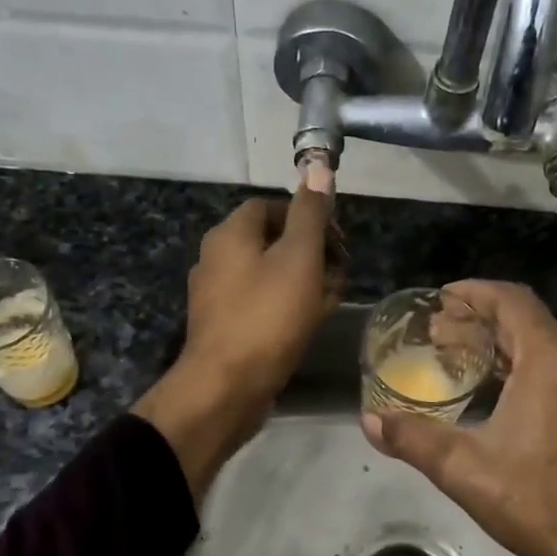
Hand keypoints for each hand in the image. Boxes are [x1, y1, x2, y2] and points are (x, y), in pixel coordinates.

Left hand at [133, 189, 341, 494]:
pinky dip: (286, 307)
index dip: (309, 217)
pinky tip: (308, 324)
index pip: (272, 206)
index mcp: (230, 234)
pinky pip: (260, 304)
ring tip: (331, 300)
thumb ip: (310, 213)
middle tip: (340, 274)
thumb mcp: (299, 258)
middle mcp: (216, 258)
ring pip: (269, 275)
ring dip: (304, 281)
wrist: (226, 387)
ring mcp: (216, 295)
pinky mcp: (223, 327)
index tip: (338, 241)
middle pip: (272, 241)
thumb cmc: (267, 316)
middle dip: (311, 253)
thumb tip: (318, 167)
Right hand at [361, 280, 556, 555]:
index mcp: (553, 358)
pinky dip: (533, 365)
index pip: (510, 300)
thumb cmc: (540, 502)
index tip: (441, 298)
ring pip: (549, 343)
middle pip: (527, 320)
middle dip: (481, 322)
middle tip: (440, 334)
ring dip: (507, 345)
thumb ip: (413, 439)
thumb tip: (370, 420)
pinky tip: (507, 389)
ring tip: (466, 360)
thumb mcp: (466, 470)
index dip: (472, 293)